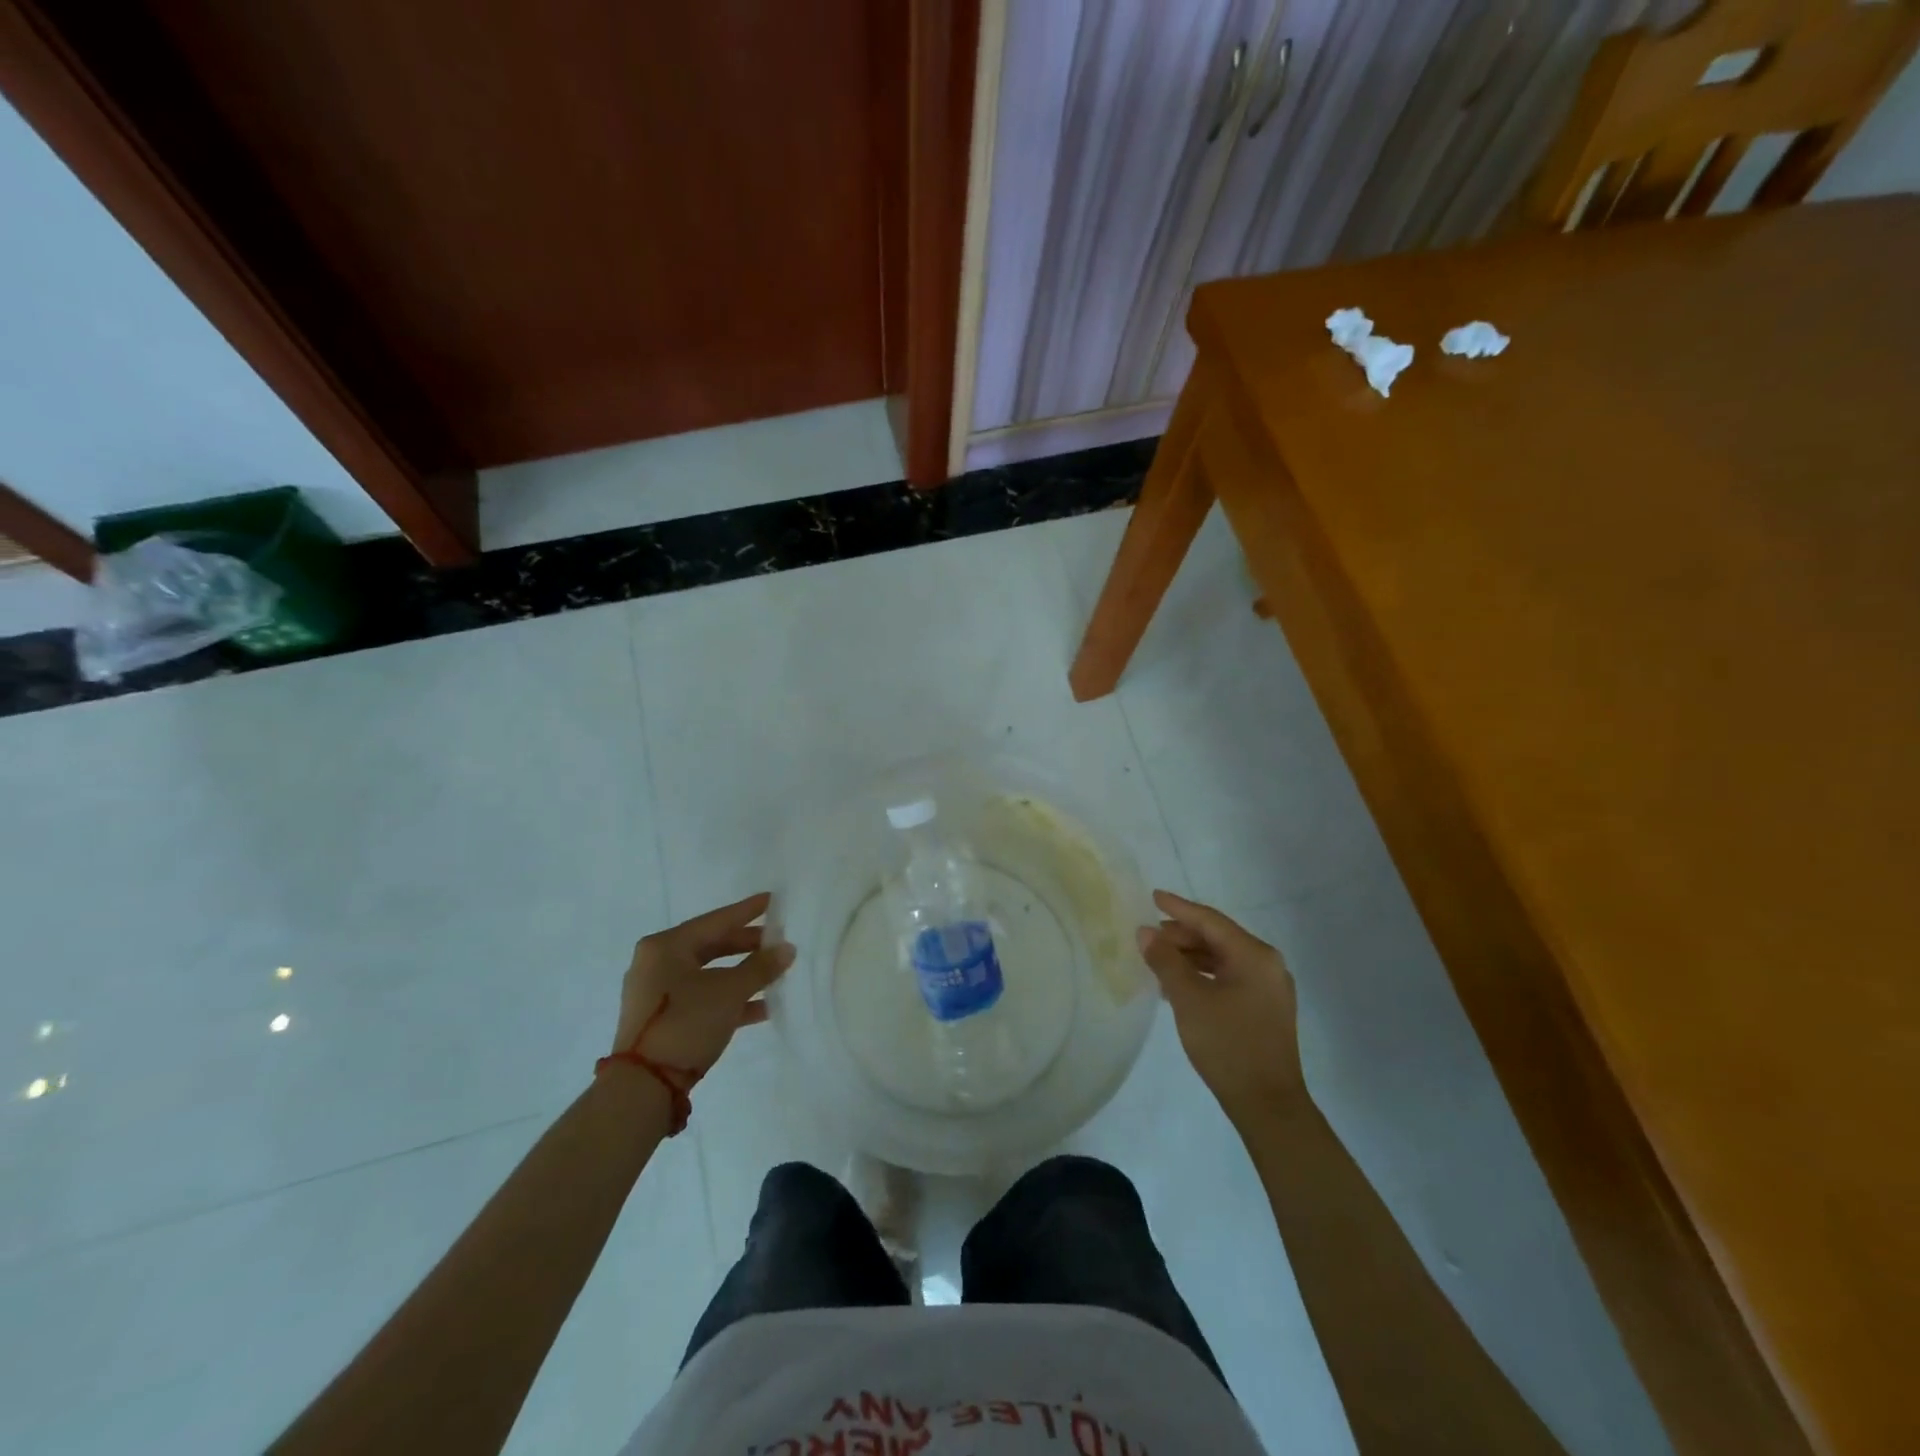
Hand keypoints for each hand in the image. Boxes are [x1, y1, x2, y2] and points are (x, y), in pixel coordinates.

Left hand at [612, 892, 793, 1077]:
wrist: (644, 1086)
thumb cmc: (685, 1023)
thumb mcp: (729, 991)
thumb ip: (761, 967)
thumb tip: (788, 948)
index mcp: (666, 946)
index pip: (716, 920)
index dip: (747, 911)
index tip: (773, 900)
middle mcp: (658, 963)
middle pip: (712, 946)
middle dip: (748, 946)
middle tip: (779, 941)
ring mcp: (658, 993)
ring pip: (710, 974)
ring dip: (743, 975)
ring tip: (777, 974)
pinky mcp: (664, 1020)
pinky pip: (704, 998)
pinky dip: (730, 999)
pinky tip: (763, 1007)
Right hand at [1137, 890, 1303, 1124]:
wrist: (1268, 1104)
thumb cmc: (1227, 1045)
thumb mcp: (1188, 999)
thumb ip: (1165, 961)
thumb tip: (1145, 932)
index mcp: (1254, 956)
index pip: (1210, 921)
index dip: (1178, 908)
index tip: (1153, 896)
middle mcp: (1267, 965)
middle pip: (1218, 938)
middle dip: (1182, 935)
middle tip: (1149, 937)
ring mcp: (1269, 988)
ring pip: (1223, 959)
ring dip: (1190, 956)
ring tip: (1158, 960)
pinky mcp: (1265, 1009)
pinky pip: (1229, 977)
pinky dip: (1203, 975)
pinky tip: (1179, 985)